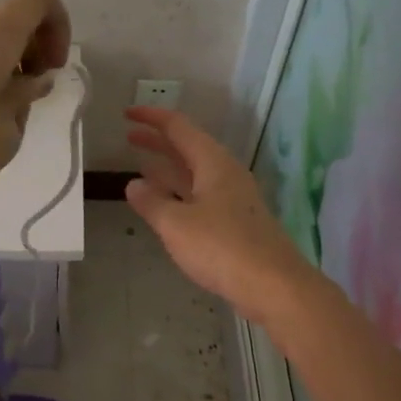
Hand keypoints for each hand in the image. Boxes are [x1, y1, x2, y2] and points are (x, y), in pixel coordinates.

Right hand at [125, 106, 316, 327]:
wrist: (274, 286)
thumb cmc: (222, 248)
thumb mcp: (176, 224)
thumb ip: (152, 202)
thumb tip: (133, 184)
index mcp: (213, 163)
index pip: (179, 128)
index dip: (152, 118)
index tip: (127, 113)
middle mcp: (226, 174)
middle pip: (188, 148)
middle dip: (158, 141)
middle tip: (129, 137)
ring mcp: (233, 199)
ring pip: (195, 174)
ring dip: (168, 168)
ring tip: (140, 167)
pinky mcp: (235, 223)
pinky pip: (201, 196)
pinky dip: (179, 192)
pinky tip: (167, 204)